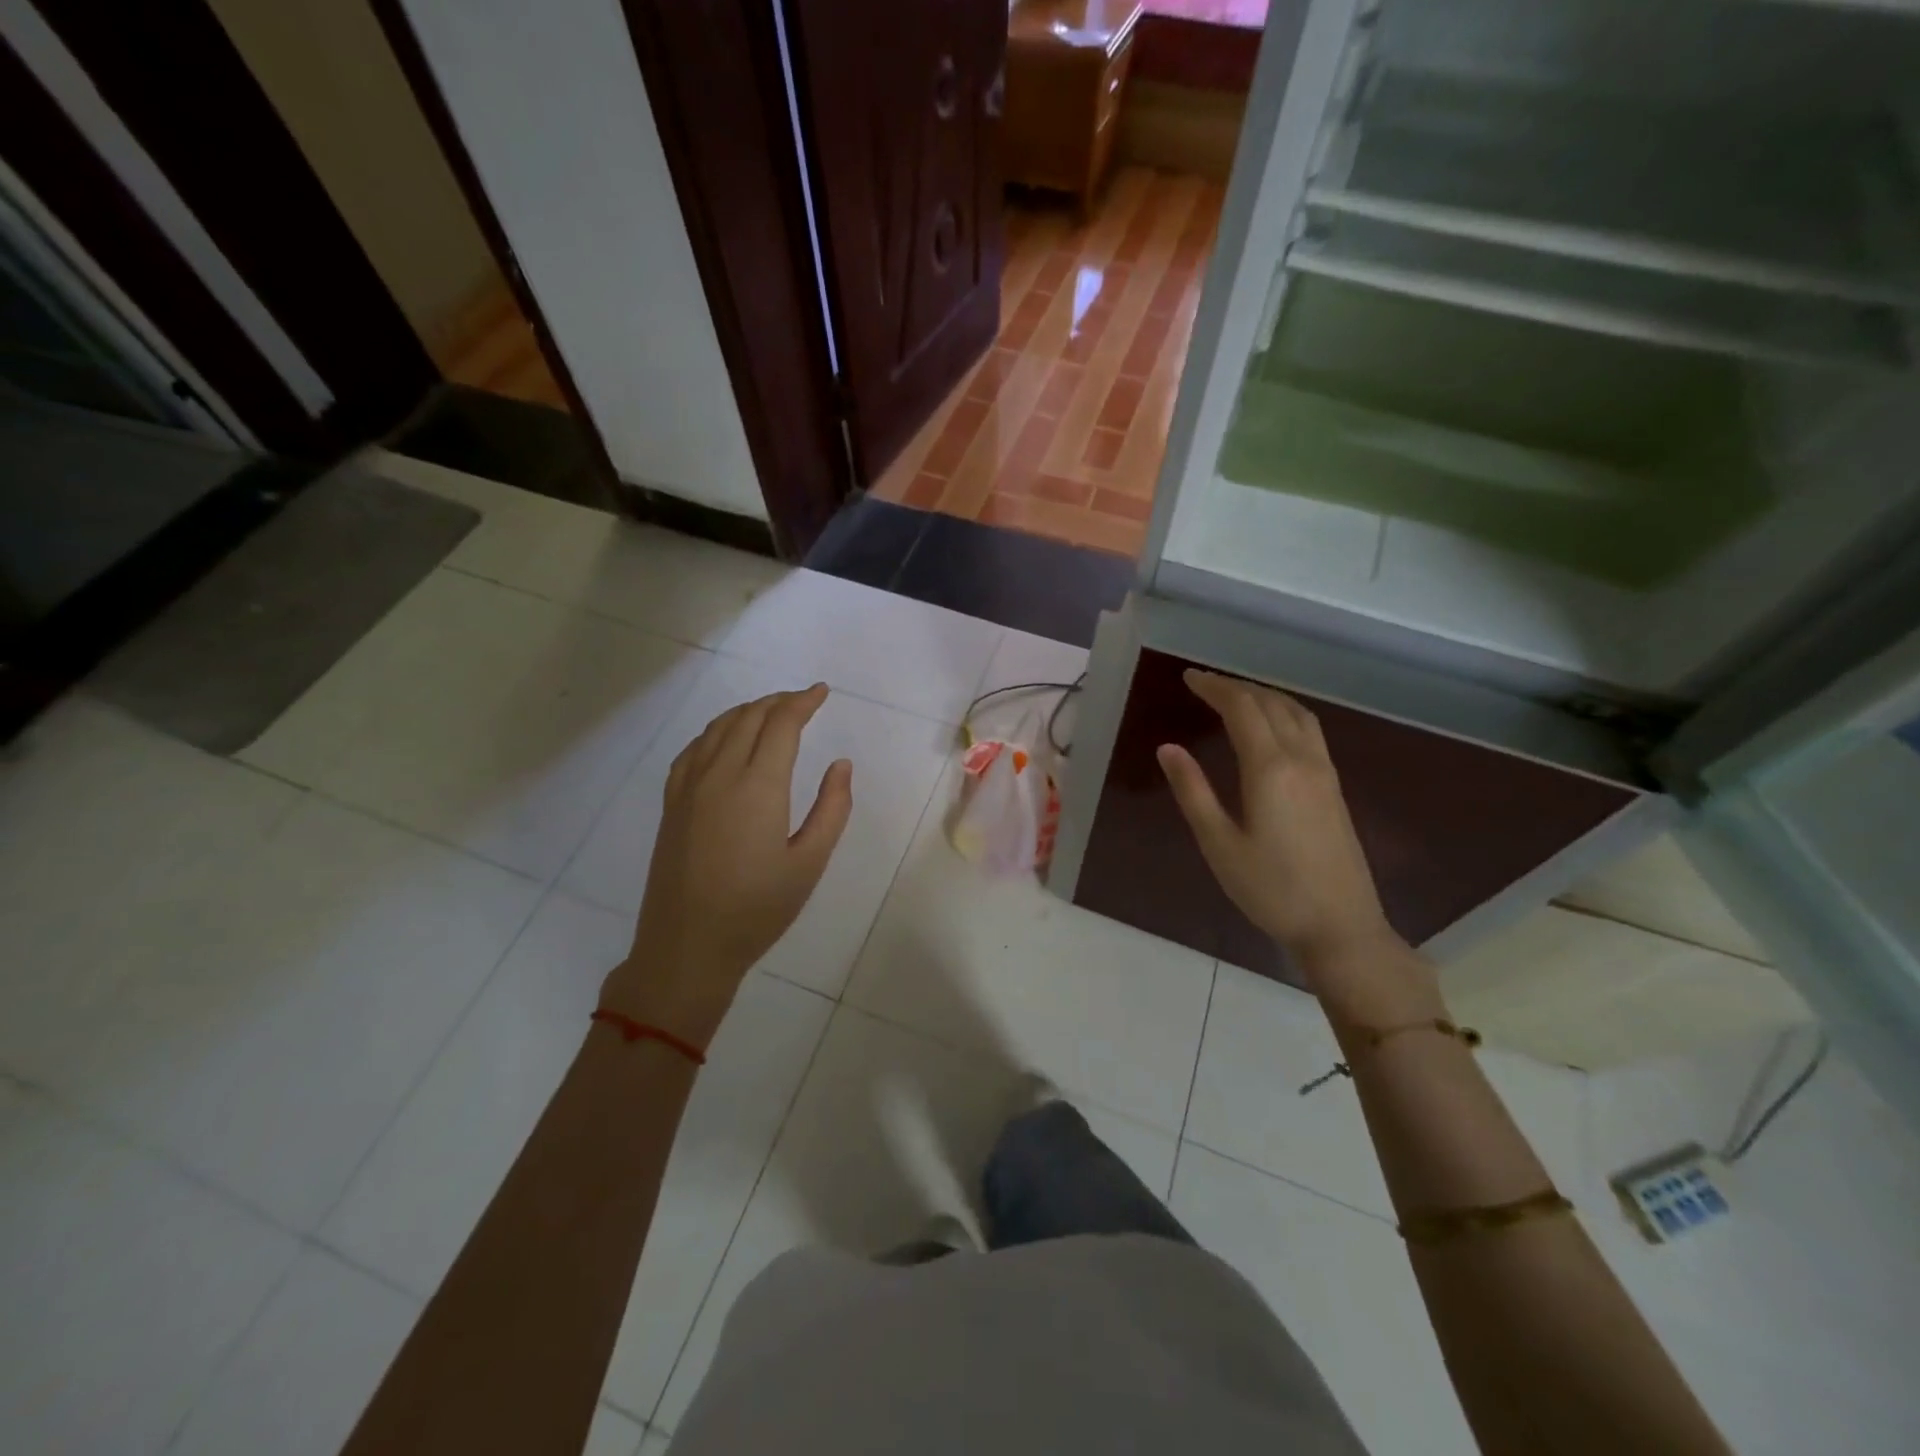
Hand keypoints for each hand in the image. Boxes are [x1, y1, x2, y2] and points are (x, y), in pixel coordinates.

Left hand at [601, 683, 852, 1047]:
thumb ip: (832, 809)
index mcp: (758, 786)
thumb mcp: (809, 863)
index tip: (821, 692)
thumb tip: (840, 764)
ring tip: (770, 712)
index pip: (781, 724)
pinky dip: (716, 731)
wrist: (687, 946)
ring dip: (747, 711)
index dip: (802, 702)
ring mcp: (689, 787)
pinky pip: (693, 749)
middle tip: (803, 700)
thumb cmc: (757, 909)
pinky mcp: (671, 803)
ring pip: (718, 728)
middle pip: (749, 717)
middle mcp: (719, 774)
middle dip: (779, 701)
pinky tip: (724, 740)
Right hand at [1158, 671, 1435, 1018]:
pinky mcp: (1335, 787)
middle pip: (1270, 703)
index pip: (1242, 708)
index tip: (1189, 677)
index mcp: (1270, 768)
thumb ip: (1193, 791)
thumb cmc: (1271, 889)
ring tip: (1236, 696)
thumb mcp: (1219, 844)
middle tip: (1204, 684)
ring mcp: (1325, 772)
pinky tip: (1273, 727)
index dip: (1214, 687)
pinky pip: (1310, 730)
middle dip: (1236, 686)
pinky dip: (1284, 712)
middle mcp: (1302, 759)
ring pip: (1296, 713)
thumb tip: (1168, 748)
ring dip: (1264, 695)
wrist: (1340, 925)